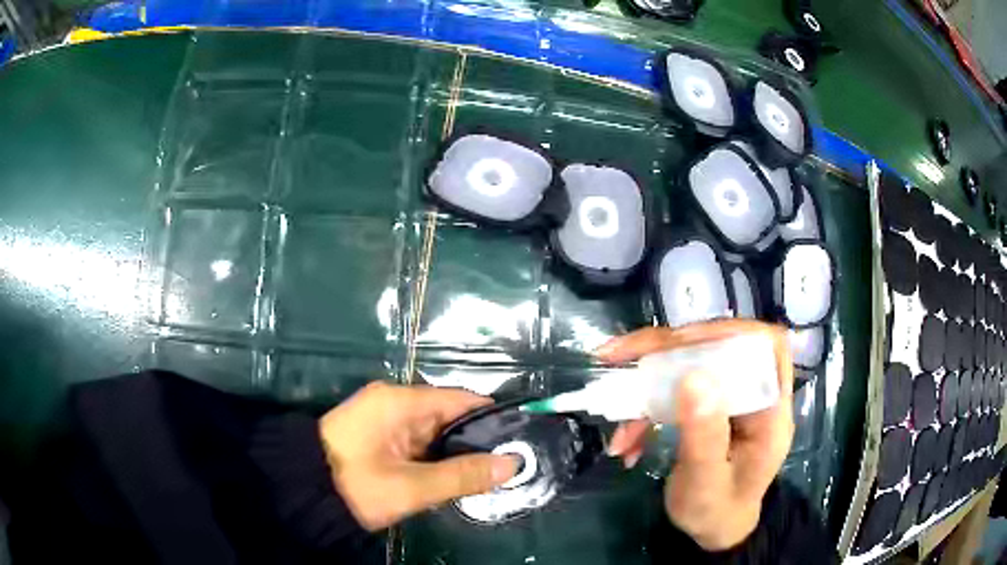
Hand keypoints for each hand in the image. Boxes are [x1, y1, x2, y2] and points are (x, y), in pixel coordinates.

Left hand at [318, 382, 517, 530]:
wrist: (301, 493)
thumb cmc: (356, 485)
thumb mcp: (412, 486)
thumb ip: (463, 475)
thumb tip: (513, 464)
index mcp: (400, 401)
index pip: (459, 400)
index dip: (491, 418)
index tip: (520, 440)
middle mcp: (394, 403)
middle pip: (448, 417)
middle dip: (475, 442)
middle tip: (508, 468)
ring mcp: (385, 420)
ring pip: (434, 434)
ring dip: (456, 454)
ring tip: (490, 476)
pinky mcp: (379, 437)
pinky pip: (418, 443)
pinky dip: (435, 459)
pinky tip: (455, 478)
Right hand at [597, 320, 794, 550]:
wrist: (714, 528)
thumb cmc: (716, 512)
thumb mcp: (706, 485)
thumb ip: (704, 437)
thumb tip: (692, 377)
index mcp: (771, 411)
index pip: (765, 347)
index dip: (728, 333)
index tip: (681, 343)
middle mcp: (754, 395)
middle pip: (720, 346)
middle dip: (669, 350)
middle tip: (621, 356)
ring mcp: (731, 399)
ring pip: (693, 363)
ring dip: (648, 379)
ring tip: (613, 404)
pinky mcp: (709, 406)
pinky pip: (677, 390)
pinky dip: (645, 407)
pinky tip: (625, 439)